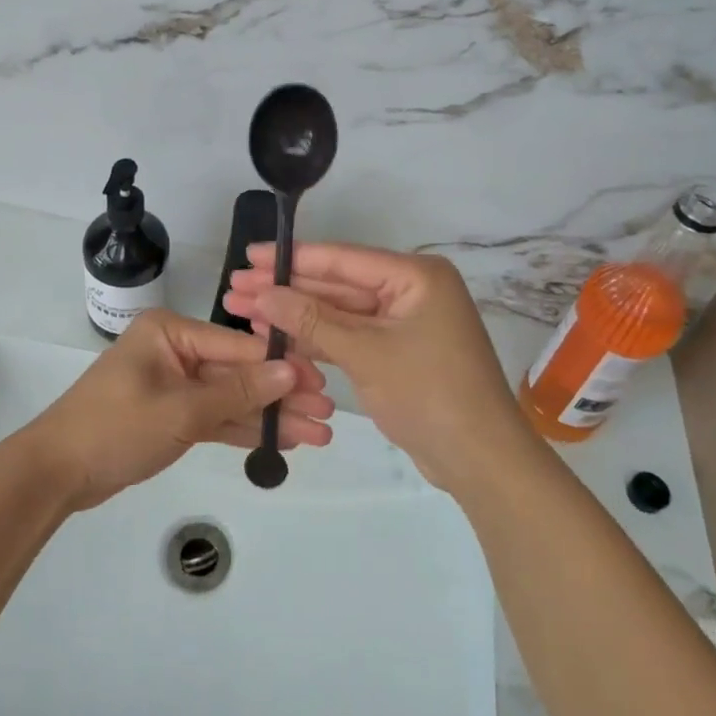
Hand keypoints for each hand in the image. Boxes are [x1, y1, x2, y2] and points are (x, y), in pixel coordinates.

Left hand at [21, 309, 334, 510]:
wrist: (56, 473)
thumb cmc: (115, 427)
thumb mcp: (181, 409)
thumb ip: (237, 392)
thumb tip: (291, 372)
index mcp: (171, 332)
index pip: (238, 346)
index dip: (281, 366)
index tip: (322, 382)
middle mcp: (175, 351)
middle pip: (238, 372)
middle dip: (281, 395)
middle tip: (329, 413)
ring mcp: (174, 385)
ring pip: (231, 398)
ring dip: (270, 416)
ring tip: (319, 433)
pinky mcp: (172, 416)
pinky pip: (215, 417)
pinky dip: (243, 429)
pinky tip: (281, 440)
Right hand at [223, 243, 528, 495]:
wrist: (480, 461)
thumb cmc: (429, 393)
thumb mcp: (366, 353)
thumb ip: (312, 319)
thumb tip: (263, 292)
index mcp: (415, 276)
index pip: (342, 260)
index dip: (292, 258)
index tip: (250, 254)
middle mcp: (409, 291)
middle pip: (337, 285)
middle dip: (287, 289)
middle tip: (235, 287)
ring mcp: (402, 324)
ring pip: (339, 313)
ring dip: (295, 314)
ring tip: (243, 311)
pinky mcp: (395, 352)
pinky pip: (349, 337)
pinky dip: (316, 338)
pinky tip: (276, 336)